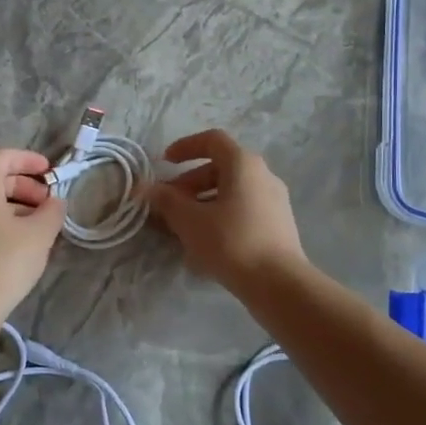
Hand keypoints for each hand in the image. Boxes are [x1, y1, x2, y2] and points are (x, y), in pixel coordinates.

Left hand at [0, 148, 65, 313]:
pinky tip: (17, 240)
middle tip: (46, 203)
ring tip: (37, 224)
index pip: (3, 157)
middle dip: (24, 185)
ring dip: (13, 203)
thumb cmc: (5, 260)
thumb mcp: (41, 233)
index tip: (50, 172)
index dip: (29, 160)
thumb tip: (54, 202)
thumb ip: (52, 210)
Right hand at [146, 129, 306, 289]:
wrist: (279, 284)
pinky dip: (221, 214)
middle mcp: (263, 175)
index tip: (164, 163)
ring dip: (203, 200)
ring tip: (182, 225)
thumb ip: (166, 200)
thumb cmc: (231, 242)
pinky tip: (206, 240)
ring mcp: (274, 200)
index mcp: (243, 164)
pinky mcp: (278, 224)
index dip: (185, 147)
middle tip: (168, 204)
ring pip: (231, 190)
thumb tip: (146, 188)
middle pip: (220, 167)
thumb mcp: (190, 220)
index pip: (212, 140)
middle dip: (189, 182)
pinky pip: (243, 208)